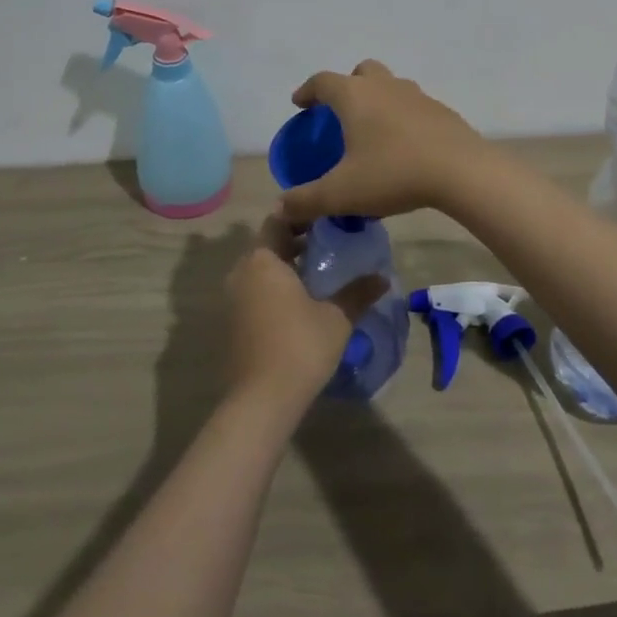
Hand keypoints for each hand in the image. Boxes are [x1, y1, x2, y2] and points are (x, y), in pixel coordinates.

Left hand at [224, 217, 386, 411]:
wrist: (261, 400)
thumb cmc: (300, 347)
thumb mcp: (337, 318)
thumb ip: (358, 293)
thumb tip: (383, 278)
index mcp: (263, 260)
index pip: (277, 220)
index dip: (300, 215)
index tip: (325, 216)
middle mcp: (242, 271)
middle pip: (268, 244)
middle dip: (295, 240)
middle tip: (328, 241)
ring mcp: (233, 297)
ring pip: (261, 268)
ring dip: (285, 265)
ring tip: (319, 270)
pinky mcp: (233, 320)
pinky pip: (255, 289)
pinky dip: (275, 286)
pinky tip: (301, 300)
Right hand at [279, 61, 493, 222]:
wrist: (461, 171)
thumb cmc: (393, 173)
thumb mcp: (342, 193)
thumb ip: (306, 200)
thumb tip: (279, 208)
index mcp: (354, 96)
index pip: (322, 81)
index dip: (307, 91)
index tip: (300, 105)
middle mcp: (384, 86)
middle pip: (361, 72)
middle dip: (347, 86)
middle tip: (340, 113)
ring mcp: (416, 95)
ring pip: (390, 86)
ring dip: (377, 100)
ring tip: (373, 131)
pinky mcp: (441, 111)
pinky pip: (413, 106)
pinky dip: (402, 117)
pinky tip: (404, 146)